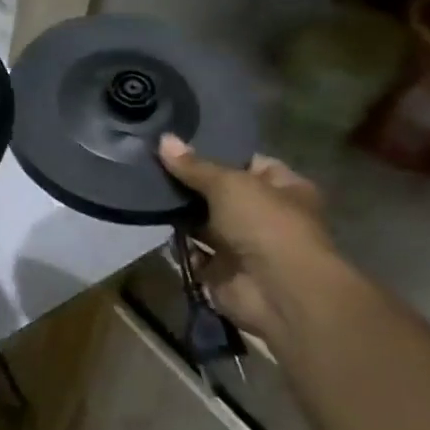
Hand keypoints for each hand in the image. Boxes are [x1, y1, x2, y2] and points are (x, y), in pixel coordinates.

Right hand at [158, 133, 329, 346]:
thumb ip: (194, 165)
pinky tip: (153, 223)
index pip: (249, 162)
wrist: (277, 290)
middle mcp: (265, 215)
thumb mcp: (229, 183)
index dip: (218, 153)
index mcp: (284, 188)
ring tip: (145, 190)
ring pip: (203, 223)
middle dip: (190, 184)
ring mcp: (243, 245)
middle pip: (220, 193)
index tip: (181, 144)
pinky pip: (192, 252)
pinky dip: (176, 244)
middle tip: (152, 165)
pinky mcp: (221, 271)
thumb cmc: (265, 224)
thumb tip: (163, 139)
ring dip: (180, 214)